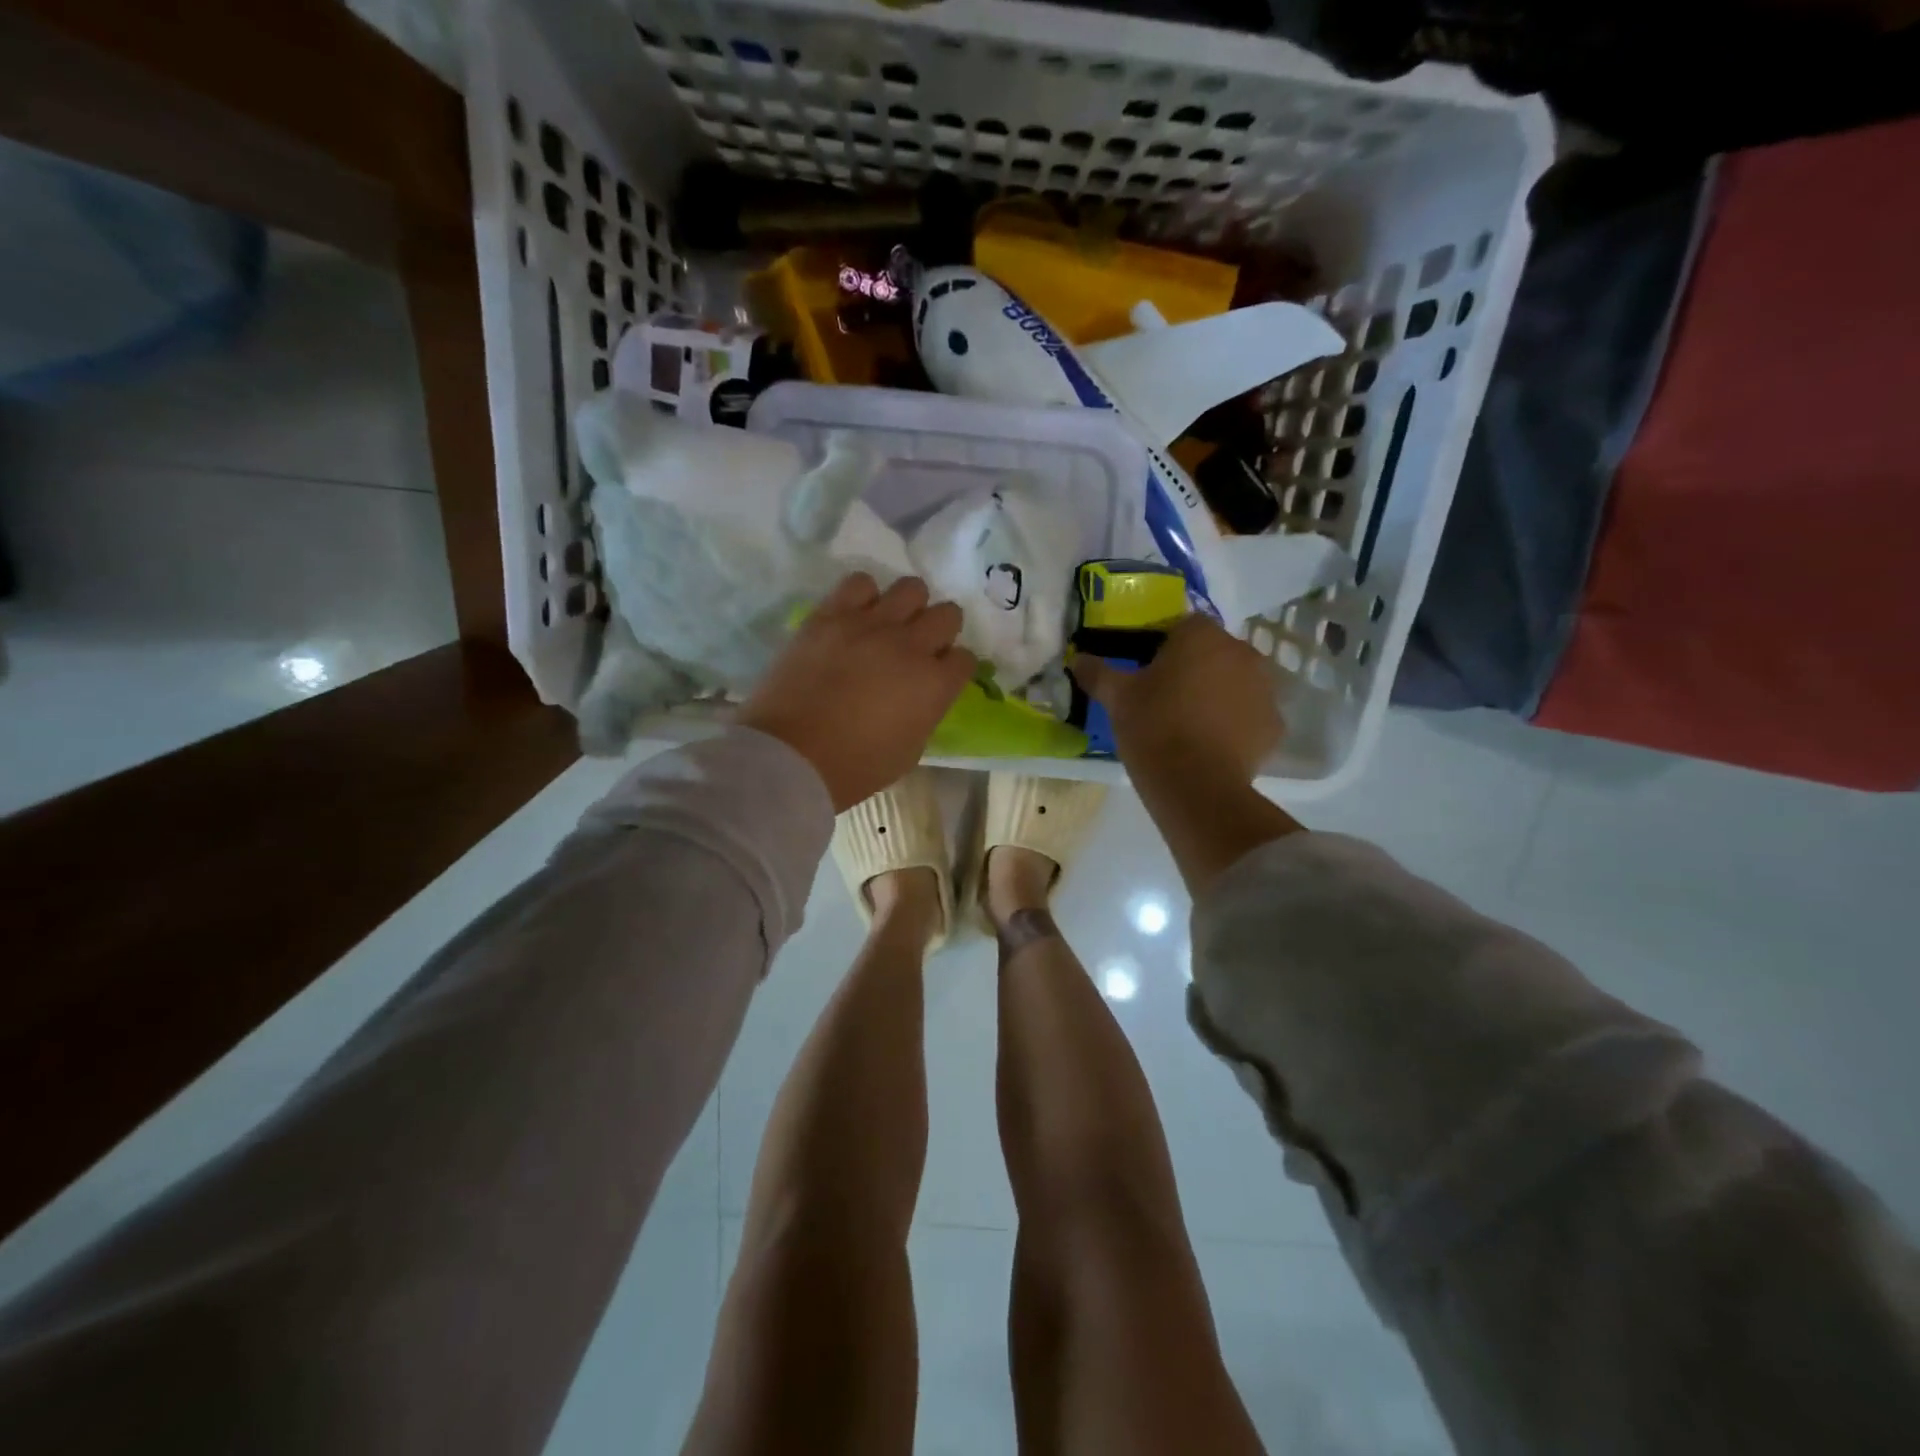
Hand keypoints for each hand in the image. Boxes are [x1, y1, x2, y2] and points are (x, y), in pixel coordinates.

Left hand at [739, 573, 976, 810]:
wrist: (789, 757)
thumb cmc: (853, 768)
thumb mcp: (908, 752)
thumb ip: (924, 714)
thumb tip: (921, 695)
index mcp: (934, 685)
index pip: (965, 659)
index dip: (953, 668)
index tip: (938, 677)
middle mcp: (910, 646)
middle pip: (947, 614)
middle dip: (940, 631)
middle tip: (918, 648)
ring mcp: (870, 625)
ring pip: (910, 588)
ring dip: (907, 607)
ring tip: (888, 626)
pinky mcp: (830, 615)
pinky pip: (860, 582)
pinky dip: (864, 596)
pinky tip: (855, 617)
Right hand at [1069, 616, 1283, 783]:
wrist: (1196, 785)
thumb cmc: (1153, 728)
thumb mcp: (1117, 698)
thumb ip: (1097, 673)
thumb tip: (1077, 658)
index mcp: (1202, 636)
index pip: (1182, 626)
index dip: (1163, 647)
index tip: (1147, 673)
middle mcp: (1242, 652)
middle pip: (1213, 652)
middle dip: (1194, 668)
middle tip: (1166, 699)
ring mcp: (1265, 689)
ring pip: (1236, 682)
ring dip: (1218, 694)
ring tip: (1190, 725)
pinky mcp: (1274, 725)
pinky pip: (1250, 715)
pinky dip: (1236, 724)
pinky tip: (1213, 746)